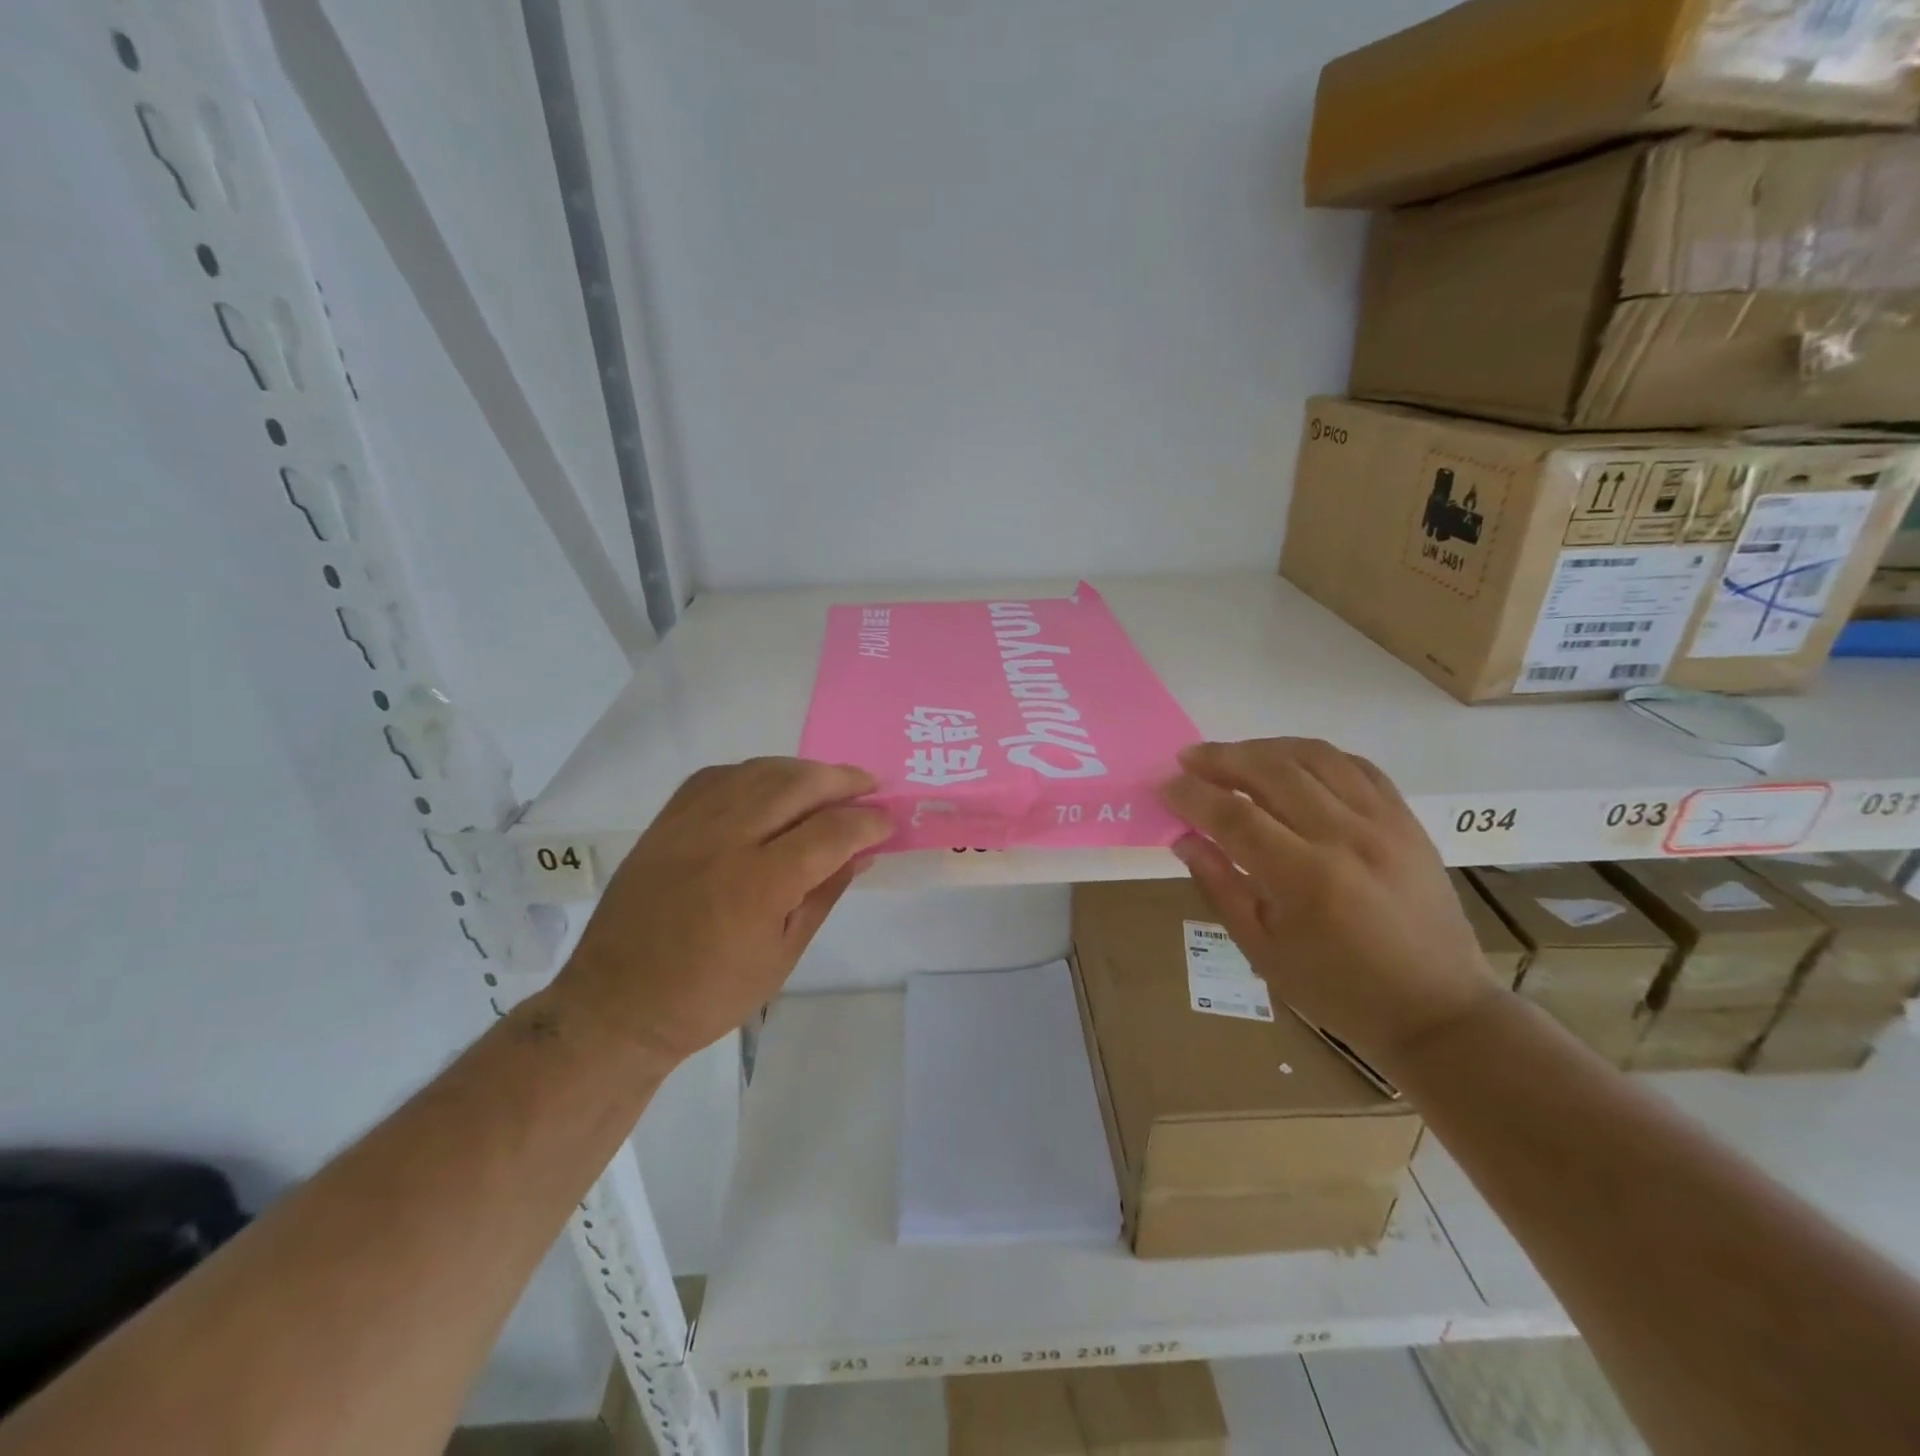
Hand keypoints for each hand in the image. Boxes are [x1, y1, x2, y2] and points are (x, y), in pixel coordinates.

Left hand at [554, 758, 891, 1071]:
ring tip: (828, 781)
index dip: (867, 822)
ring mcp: (689, 825)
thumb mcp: (782, 955)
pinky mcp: (665, 822)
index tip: (889, 821)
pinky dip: (754, 773)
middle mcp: (725, 841)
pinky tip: (770, 785)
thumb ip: (823, 895)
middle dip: (841, 780)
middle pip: (796, 785)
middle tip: (869, 785)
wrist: (617, 1004)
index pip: (830, 832)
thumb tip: (861, 854)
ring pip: (758, 772)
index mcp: (759, 885)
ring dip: (802, 770)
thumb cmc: (709, 996)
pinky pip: (717, 777)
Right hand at [1160, 738, 1499, 1072]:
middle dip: (1221, 758)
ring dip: (1264, 748)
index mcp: (1306, 879)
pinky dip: (1314, 755)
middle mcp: (1346, 838)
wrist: (1438, 1010)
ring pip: (1313, 756)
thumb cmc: (1339, 991)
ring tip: (1232, 755)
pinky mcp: (1406, 820)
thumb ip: (1220, 887)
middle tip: (1188, 758)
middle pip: (1272, 771)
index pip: (1234, 817)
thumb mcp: (1263, 951)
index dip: (1192, 795)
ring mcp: (1383, 822)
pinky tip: (1290, 764)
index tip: (1164, 786)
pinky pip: (1355, 765)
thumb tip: (1183, 838)